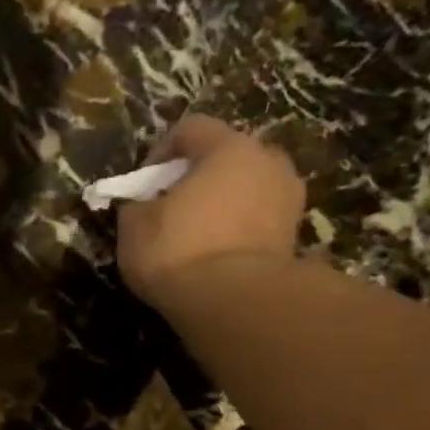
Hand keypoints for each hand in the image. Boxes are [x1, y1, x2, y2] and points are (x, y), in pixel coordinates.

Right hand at [116, 114, 305, 310]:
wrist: (235, 301)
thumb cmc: (178, 251)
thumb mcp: (134, 226)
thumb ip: (136, 204)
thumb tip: (141, 204)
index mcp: (228, 148)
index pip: (192, 128)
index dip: (161, 150)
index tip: (143, 182)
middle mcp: (267, 162)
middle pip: (227, 156)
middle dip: (199, 175)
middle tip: (173, 204)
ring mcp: (289, 198)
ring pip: (248, 187)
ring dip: (224, 202)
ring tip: (198, 232)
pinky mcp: (295, 235)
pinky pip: (260, 219)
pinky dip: (240, 228)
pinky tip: (218, 253)